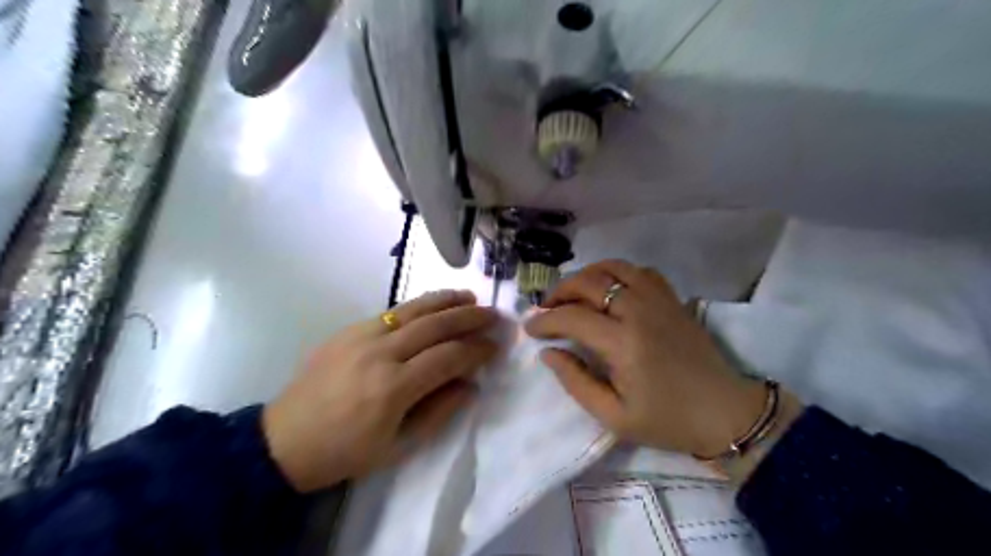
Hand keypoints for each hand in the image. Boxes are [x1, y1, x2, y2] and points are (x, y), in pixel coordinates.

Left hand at [264, 290, 498, 491]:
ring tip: (470, 298)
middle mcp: (380, 353)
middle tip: (494, 314)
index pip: (448, 357)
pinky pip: (393, 312)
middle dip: (469, 318)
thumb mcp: (398, 447)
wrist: (284, 439)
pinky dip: (419, 305)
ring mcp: (362, 336)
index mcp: (393, 388)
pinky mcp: (349, 329)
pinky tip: (434, 304)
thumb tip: (470, 384)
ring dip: (446, 301)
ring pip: (413, 310)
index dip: (476, 350)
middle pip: (435, 325)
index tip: (495, 346)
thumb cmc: (345, 452)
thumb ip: (439, 411)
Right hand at [526, 258, 764, 455]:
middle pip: (588, 282)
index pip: (571, 317)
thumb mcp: (614, 416)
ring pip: (613, 267)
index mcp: (623, 342)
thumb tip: (548, 353)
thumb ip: (576, 382)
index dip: (544, 321)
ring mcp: (658, 299)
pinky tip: (610, 290)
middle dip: (559, 292)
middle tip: (546, 309)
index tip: (529, 328)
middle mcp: (638, 310)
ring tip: (573, 294)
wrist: (725, 412)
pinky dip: (617, 273)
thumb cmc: (667, 420)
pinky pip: (639, 270)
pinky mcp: (672, 298)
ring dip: (586, 276)